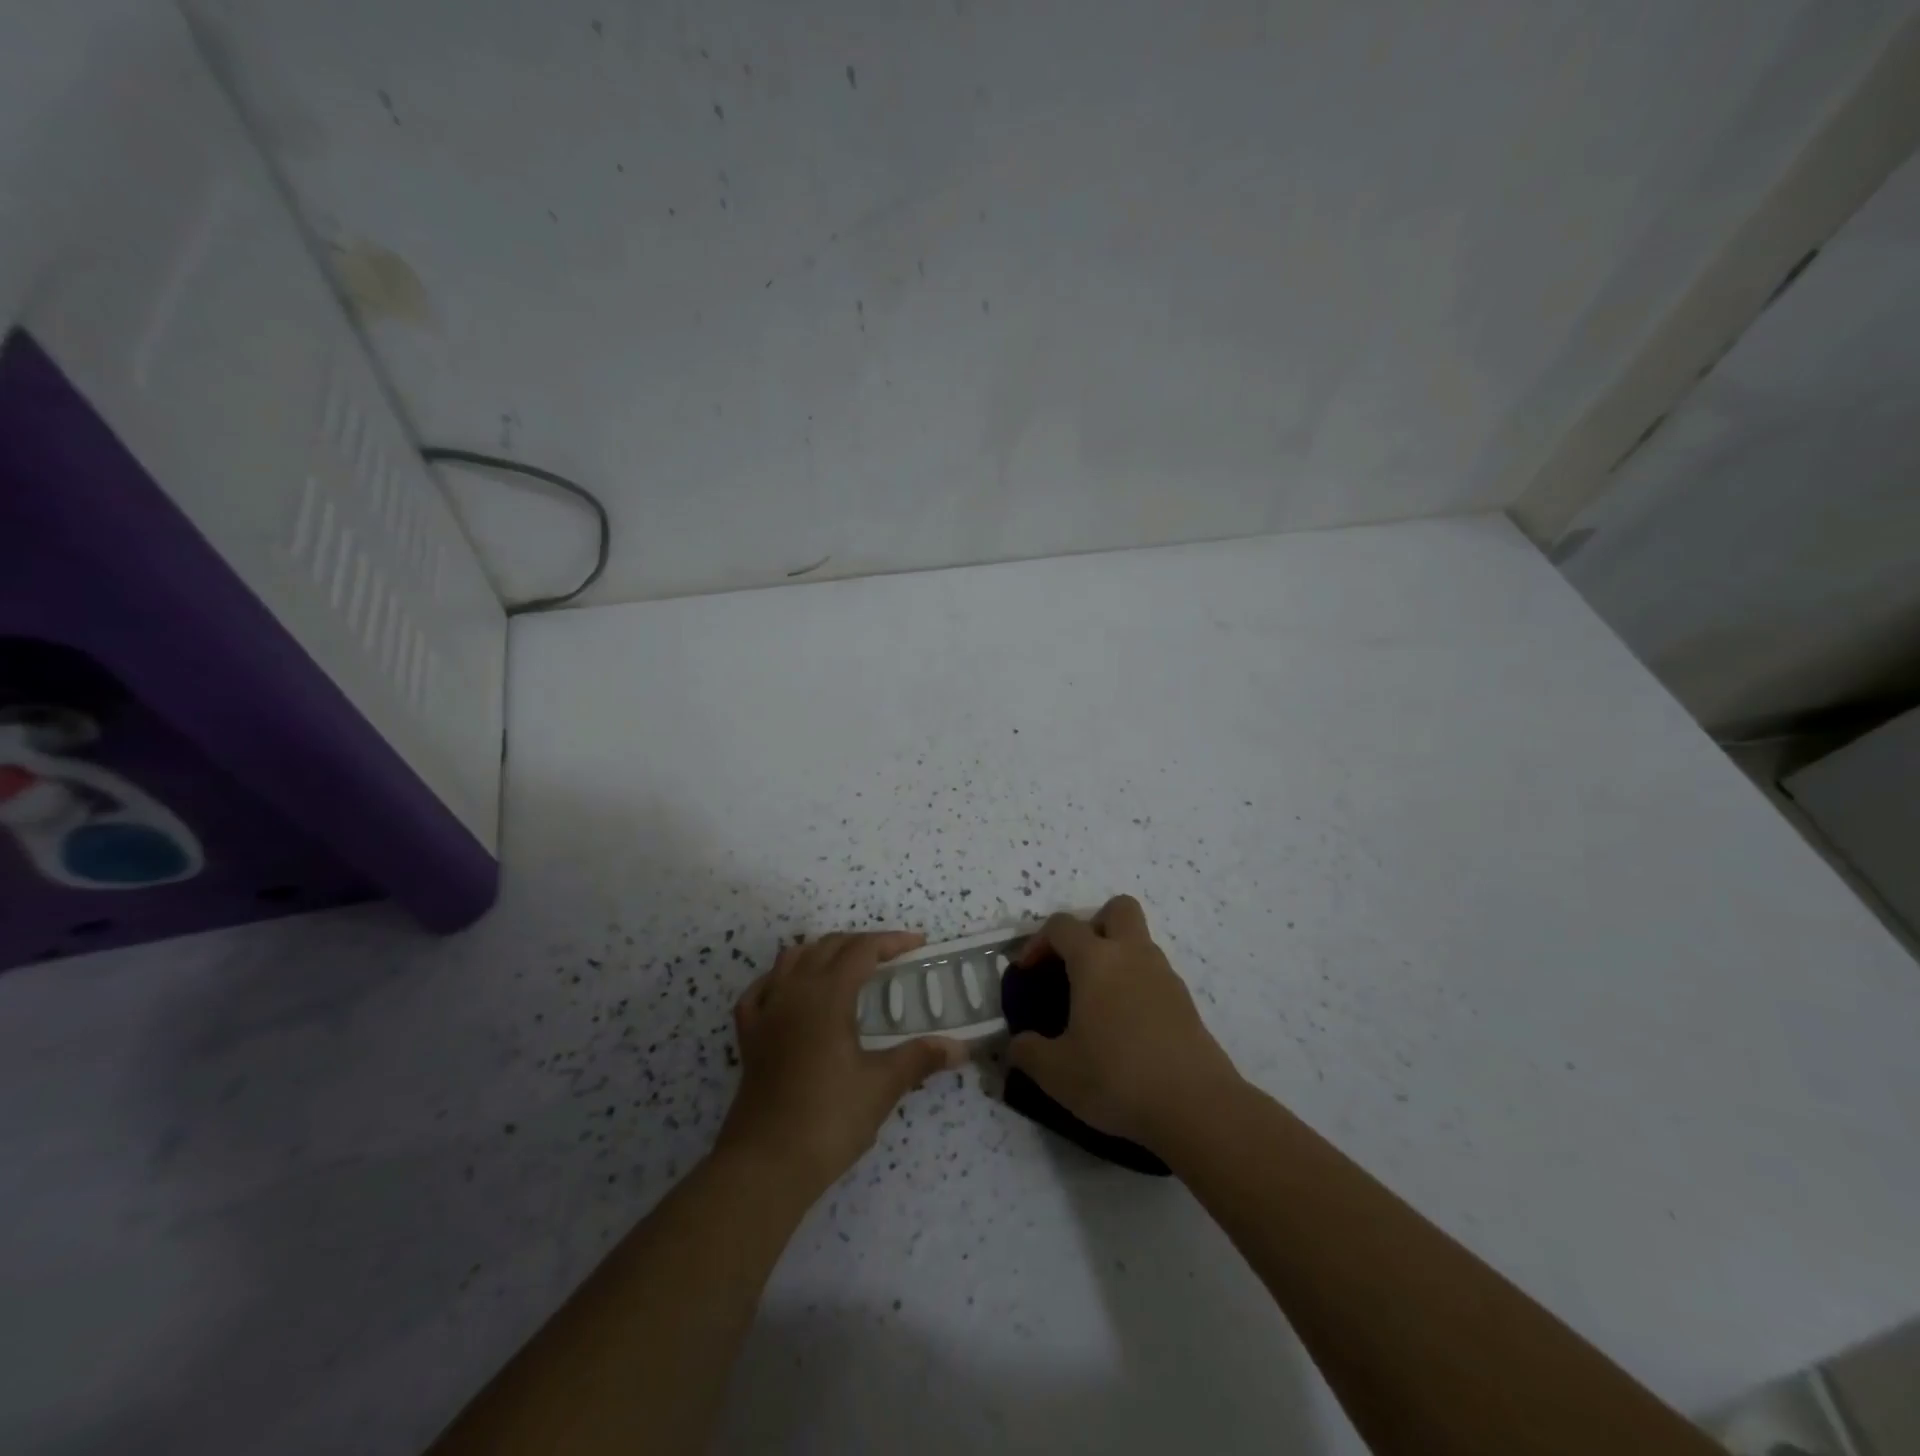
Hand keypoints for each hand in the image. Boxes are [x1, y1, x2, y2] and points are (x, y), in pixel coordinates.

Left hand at [717, 930, 965, 1198]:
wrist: (765, 1165)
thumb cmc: (828, 1119)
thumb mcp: (882, 1086)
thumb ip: (920, 1058)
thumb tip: (960, 1048)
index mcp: (827, 995)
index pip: (861, 950)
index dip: (891, 942)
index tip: (918, 944)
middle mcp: (794, 992)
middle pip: (827, 946)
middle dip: (861, 944)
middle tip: (890, 959)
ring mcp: (766, 1013)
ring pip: (792, 960)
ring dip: (821, 953)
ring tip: (846, 968)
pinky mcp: (749, 1038)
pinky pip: (760, 991)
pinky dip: (779, 980)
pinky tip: (791, 992)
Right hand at [1008, 896, 1241, 1149]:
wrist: (1196, 1107)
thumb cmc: (1116, 1077)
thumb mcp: (1056, 1072)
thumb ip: (1027, 1052)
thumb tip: (1017, 1044)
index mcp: (1096, 960)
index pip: (1061, 926)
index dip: (1038, 942)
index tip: (1027, 973)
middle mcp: (1132, 955)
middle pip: (1117, 909)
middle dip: (1093, 925)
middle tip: (1076, 964)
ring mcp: (1164, 976)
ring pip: (1139, 942)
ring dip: (1116, 958)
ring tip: (1097, 1003)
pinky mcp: (1185, 1002)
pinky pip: (1154, 975)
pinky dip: (1136, 986)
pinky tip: (1125, 1027)